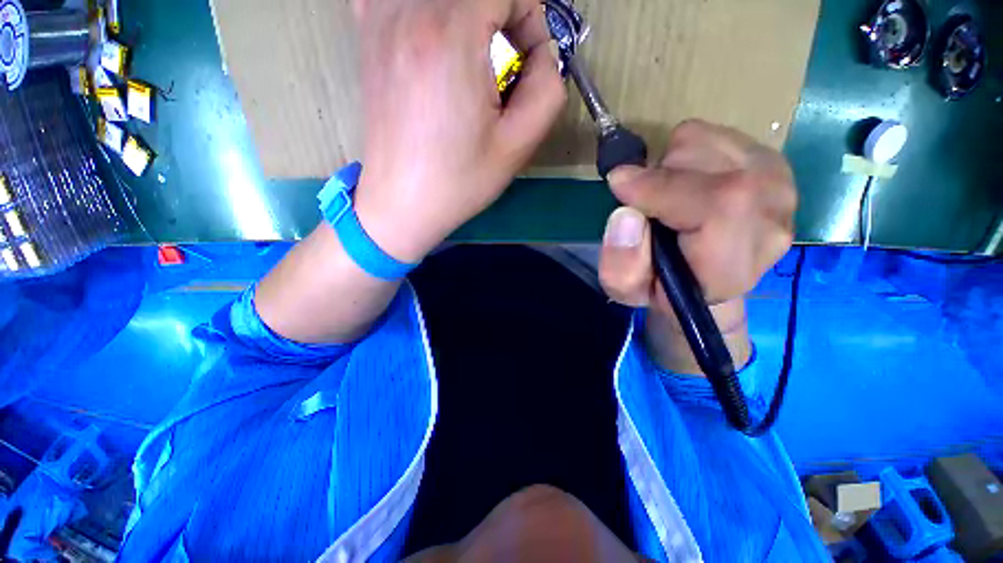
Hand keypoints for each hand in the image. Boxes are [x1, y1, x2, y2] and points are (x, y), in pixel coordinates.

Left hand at [351, 0, 565, 262]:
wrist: (402, 203)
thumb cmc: (459, 182)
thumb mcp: (518, 144)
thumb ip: (548, 86)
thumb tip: (542, 53)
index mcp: (449, 34)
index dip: (530, 17)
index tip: (529, 60)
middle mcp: (407, 10)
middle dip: (504, 11)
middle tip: (508, 54)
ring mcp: (378, 18)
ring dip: (469, 11)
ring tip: (475, 51)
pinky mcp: (367, 35)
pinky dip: (424, 6)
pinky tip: (434, 34)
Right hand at [598, 120, 796, 372]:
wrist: (704, 281)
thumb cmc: (660, 288)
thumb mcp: (627, 290)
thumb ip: (621, 264)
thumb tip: (626, 215)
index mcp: (732, 264)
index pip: (718, 204)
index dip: (661, 186)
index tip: (618, 183)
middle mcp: (769, 221)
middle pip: (709, 161)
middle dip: (658, 176)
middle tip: (645, 205)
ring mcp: (778, 186)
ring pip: (705, 141)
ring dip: (670, 165)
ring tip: (668, 199)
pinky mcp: (772, 162)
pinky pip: (713, 134)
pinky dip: (686, 154)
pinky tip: (687, 185)